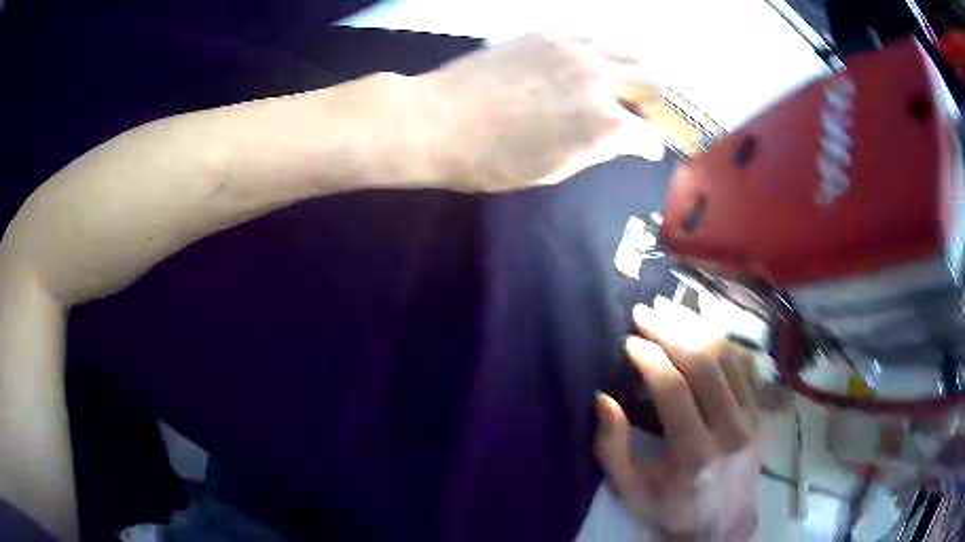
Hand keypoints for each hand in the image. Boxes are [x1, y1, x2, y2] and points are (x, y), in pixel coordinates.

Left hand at [411, 31, 665, 191]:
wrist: (437, 120)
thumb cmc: (492, 159)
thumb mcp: (553, 169)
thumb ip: (597, 150)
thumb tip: (625, 141)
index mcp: (604, 124)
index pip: (650, 134)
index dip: (653, 145)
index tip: (650, 148)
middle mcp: (599, 79)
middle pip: (654, 81)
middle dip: (658, 100)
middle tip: (646, 111)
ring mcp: (574, 49)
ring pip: (628, 48)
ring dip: (636, 65)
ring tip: (628, 79)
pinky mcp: (548, 32)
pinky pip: (592, 29)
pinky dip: (605, 43)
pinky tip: (598, 54)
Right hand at [595, 297, 760, 538]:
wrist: (724, 521)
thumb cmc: (672, 507)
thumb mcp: (631, 490)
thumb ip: (611, 448)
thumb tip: (603, 398)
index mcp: (694, 454)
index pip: (674, 390)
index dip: (649, 358)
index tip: (628, 341)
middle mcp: (730, 429)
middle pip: (704, 364)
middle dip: (671, 331)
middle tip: (645, 312)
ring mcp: (750, 417)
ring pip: (727, 356)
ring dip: (697, 327)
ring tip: (670, 310)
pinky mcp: (759, 410)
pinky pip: (743, 364)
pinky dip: (720, 340)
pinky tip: (701, 328)